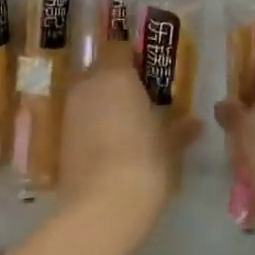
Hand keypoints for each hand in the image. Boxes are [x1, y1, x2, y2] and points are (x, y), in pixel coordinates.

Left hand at [60, 61, 200, 215]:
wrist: (102, 206)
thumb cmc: (145, 163)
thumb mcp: (170, 147)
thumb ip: (181, 129)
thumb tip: (195, 123)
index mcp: (116, 76)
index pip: (119, 48)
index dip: (132, 56)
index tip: (148, 70)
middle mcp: (88, 85)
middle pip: (100, 70)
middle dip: (116, 79)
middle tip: (140, 95)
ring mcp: (70, 111)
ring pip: (87, 94)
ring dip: (102, 102)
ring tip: (125, 121)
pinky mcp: (59, 137)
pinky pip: (79, 119)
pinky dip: (91, 124)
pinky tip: (109, 142)